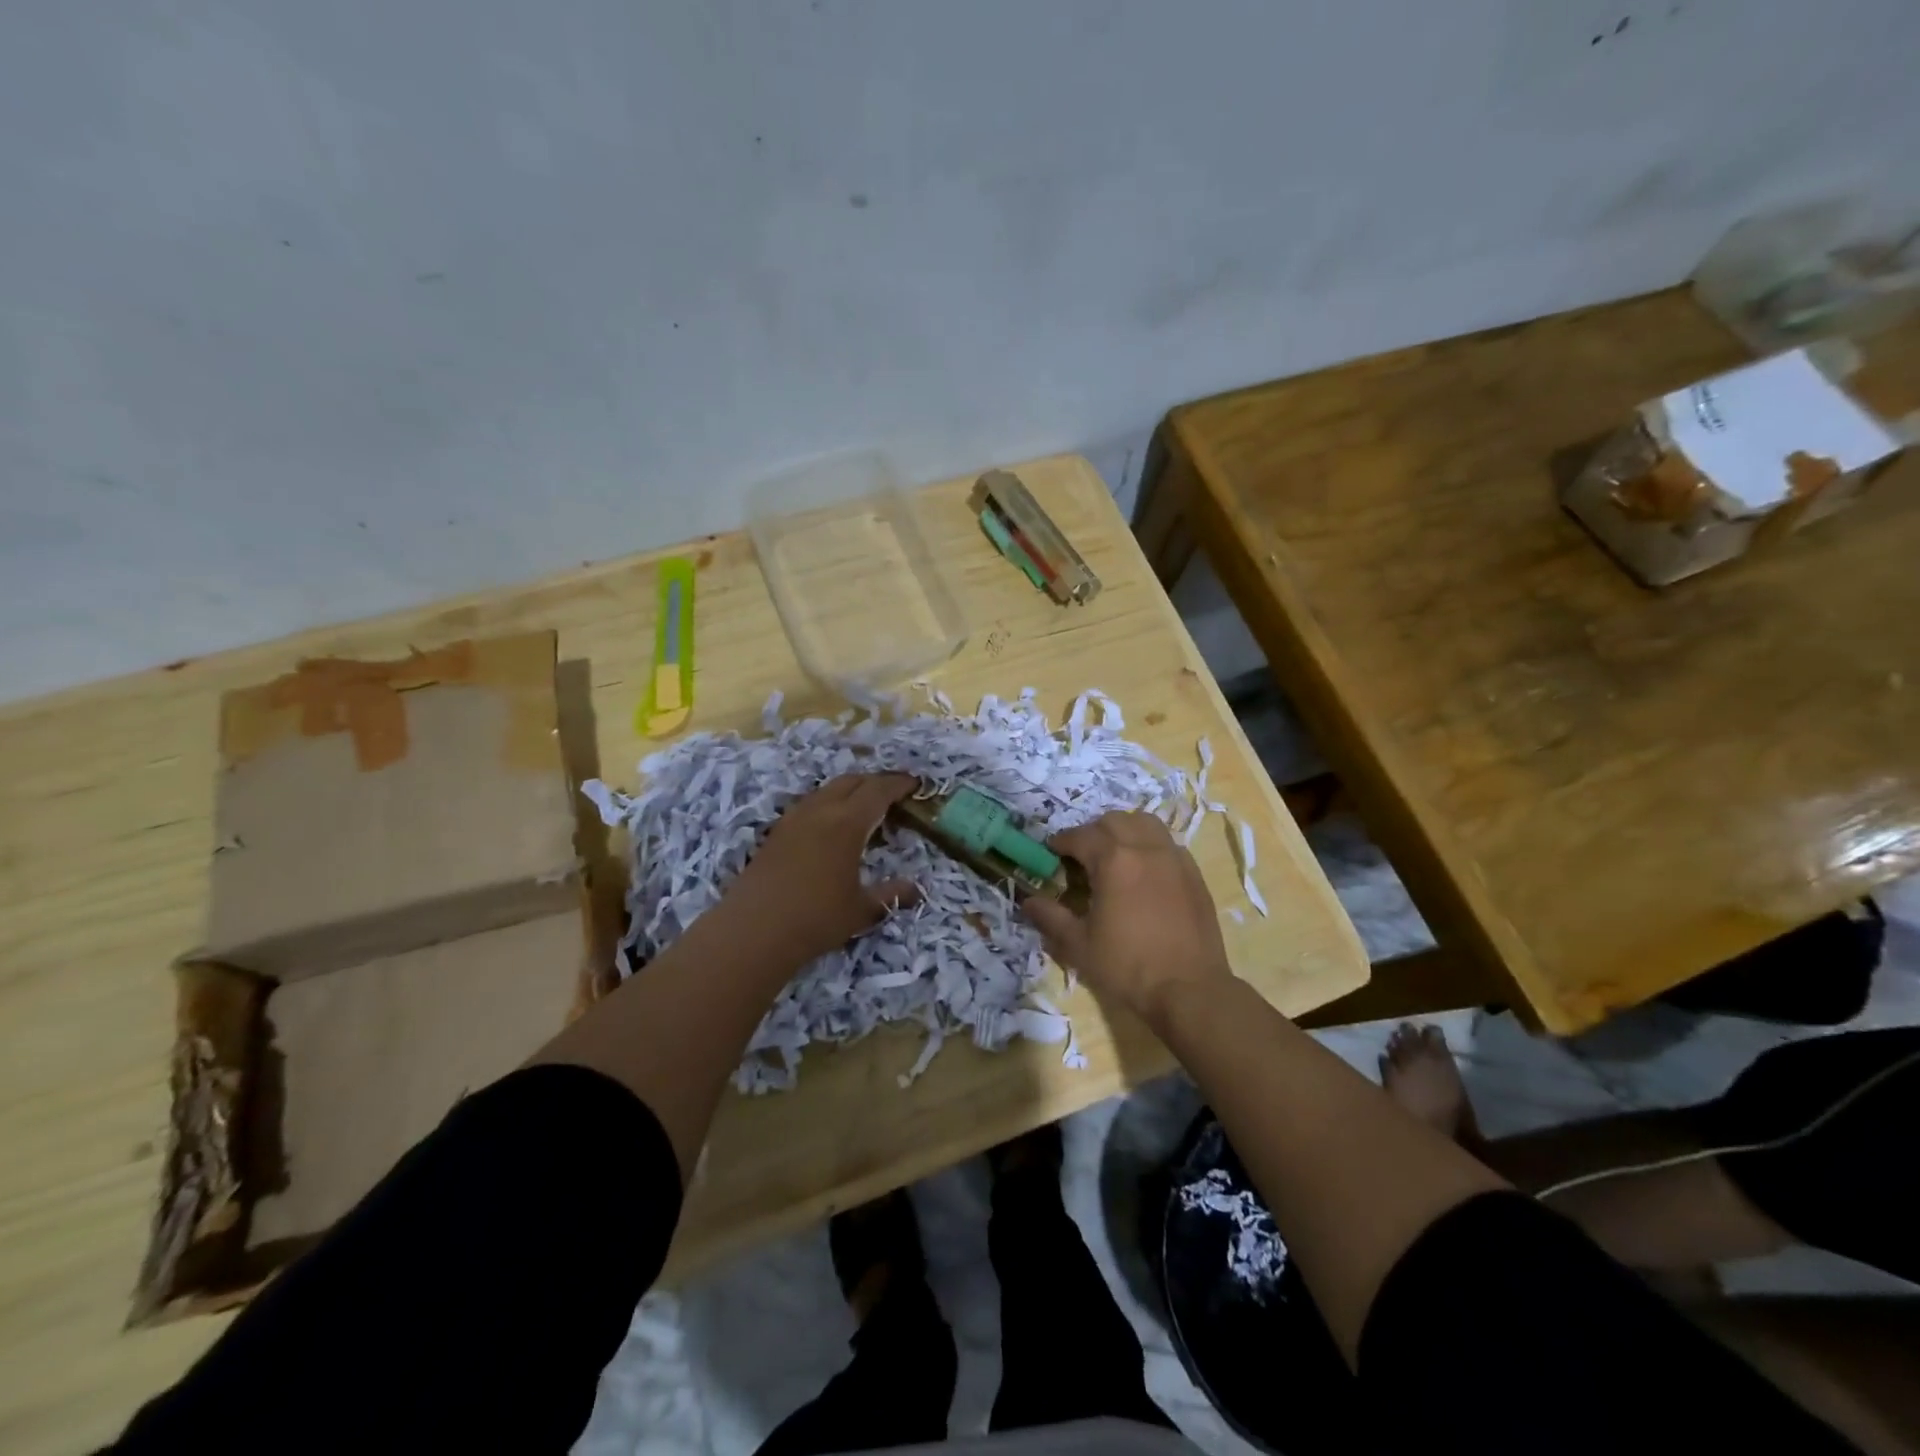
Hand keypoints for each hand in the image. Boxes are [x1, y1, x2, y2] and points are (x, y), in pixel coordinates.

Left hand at [724, 773, 920, 964]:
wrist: (753, 931)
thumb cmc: (815, 918)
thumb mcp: (861, 910)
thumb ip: (891, 895)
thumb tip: (916, 889)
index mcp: (847, 822)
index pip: (878, 790)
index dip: (899, 783)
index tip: (915, 783)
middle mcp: (820, 811)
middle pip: (852, 781)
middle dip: (875, 782)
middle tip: (893, 793)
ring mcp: (794, 819)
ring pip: (827, 790)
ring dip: (850, 790)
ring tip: (864, 807)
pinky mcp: (776, 832)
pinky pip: (810, 804)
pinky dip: (829, 804)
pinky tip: (831, 826)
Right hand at [1023, 811, 1232, 1029]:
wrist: (1189, 990)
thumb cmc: (1128, 967)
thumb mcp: (1079, 945)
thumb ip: (1051, 917)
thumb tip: (1028, 901)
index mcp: (1114, 860)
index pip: (1080, 836)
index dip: (1061, 842)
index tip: (1051, 853)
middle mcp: (1145, 849)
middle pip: (1114, 821)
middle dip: (1092, 832)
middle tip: (1082, 857)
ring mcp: (1174, 858)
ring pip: (1145, 824)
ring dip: (1125, 831)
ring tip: (1115, 856)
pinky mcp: (1194, 874)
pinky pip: (1168, 844)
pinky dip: (1150, 846)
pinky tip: (1144, 872)